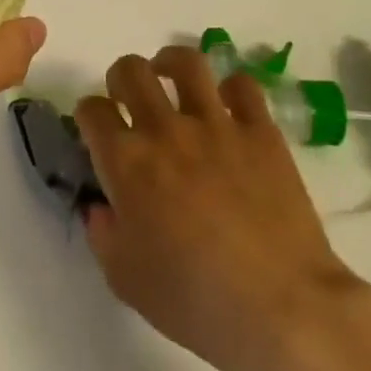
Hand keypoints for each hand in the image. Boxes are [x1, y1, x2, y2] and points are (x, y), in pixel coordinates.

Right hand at [75, 47, 370, 370]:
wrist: (281, 308)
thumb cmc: (194, 301)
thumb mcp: (124, 279)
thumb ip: (103, 233)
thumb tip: (102, 207)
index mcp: (126, 162)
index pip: (92, 110)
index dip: (89, 116)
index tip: (97, 131)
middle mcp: (165, 130)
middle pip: (131, 70)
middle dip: (121, 78)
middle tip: (129, 100)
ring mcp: (217, 125)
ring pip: (187, 62)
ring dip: (170, 64)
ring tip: (171, 80)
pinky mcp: (261, 131)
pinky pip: (242, 85)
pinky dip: (230, 89)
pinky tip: (227, 108)